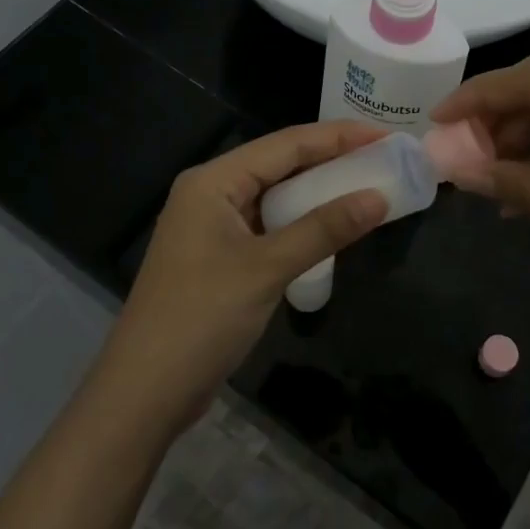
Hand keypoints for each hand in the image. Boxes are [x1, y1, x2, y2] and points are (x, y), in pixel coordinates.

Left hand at [94, 122, 389, 438]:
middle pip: (280, 165)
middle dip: (331, 160)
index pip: (286, 144)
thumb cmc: (201, 319)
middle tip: (383, 159)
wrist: (144, 392)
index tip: (385, 136)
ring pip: (275, 196)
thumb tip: (378, 198)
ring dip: (318, 193)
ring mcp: (213, 227)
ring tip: (367, 187)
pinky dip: (301, 223)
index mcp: (213, 181)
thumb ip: (323, 229)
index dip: (339, 137)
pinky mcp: (219, 257)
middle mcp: (211, 193)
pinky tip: (331, 227)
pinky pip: (269, 226)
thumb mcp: (267, 269)